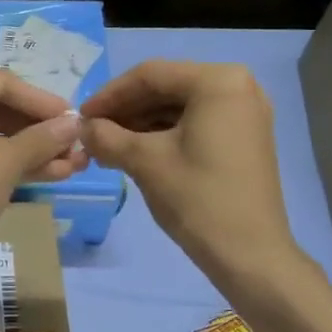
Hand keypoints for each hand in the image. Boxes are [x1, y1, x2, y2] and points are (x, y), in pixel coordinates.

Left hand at [0, 71, 86, 262]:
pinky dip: (16, 164)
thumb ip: (43, 138)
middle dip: (40, 128)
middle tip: (75, 142)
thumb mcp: (7, 160)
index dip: (41, 100)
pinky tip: (55, 174)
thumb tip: (75, 123)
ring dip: (35, 149)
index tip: (73, 117)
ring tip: (75, 162)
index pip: (3, 84)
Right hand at [80, 60, 299, 284]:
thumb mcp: (144, 162)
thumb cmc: (198, 199)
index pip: (150, 75)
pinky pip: (196, 123)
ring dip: (142, 123)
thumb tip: (83, 128)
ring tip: (108, 146)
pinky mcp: (245, 137)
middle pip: (167, 87)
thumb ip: (106, 137)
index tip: (81, 117)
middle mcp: (239, 86)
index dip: (109, 95)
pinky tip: (136, 152)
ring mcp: (246, 113)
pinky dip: (165, 134)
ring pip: (180, 106)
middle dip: (126, 110)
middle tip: (93, 133)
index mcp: (218, 82)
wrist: (250, 256)